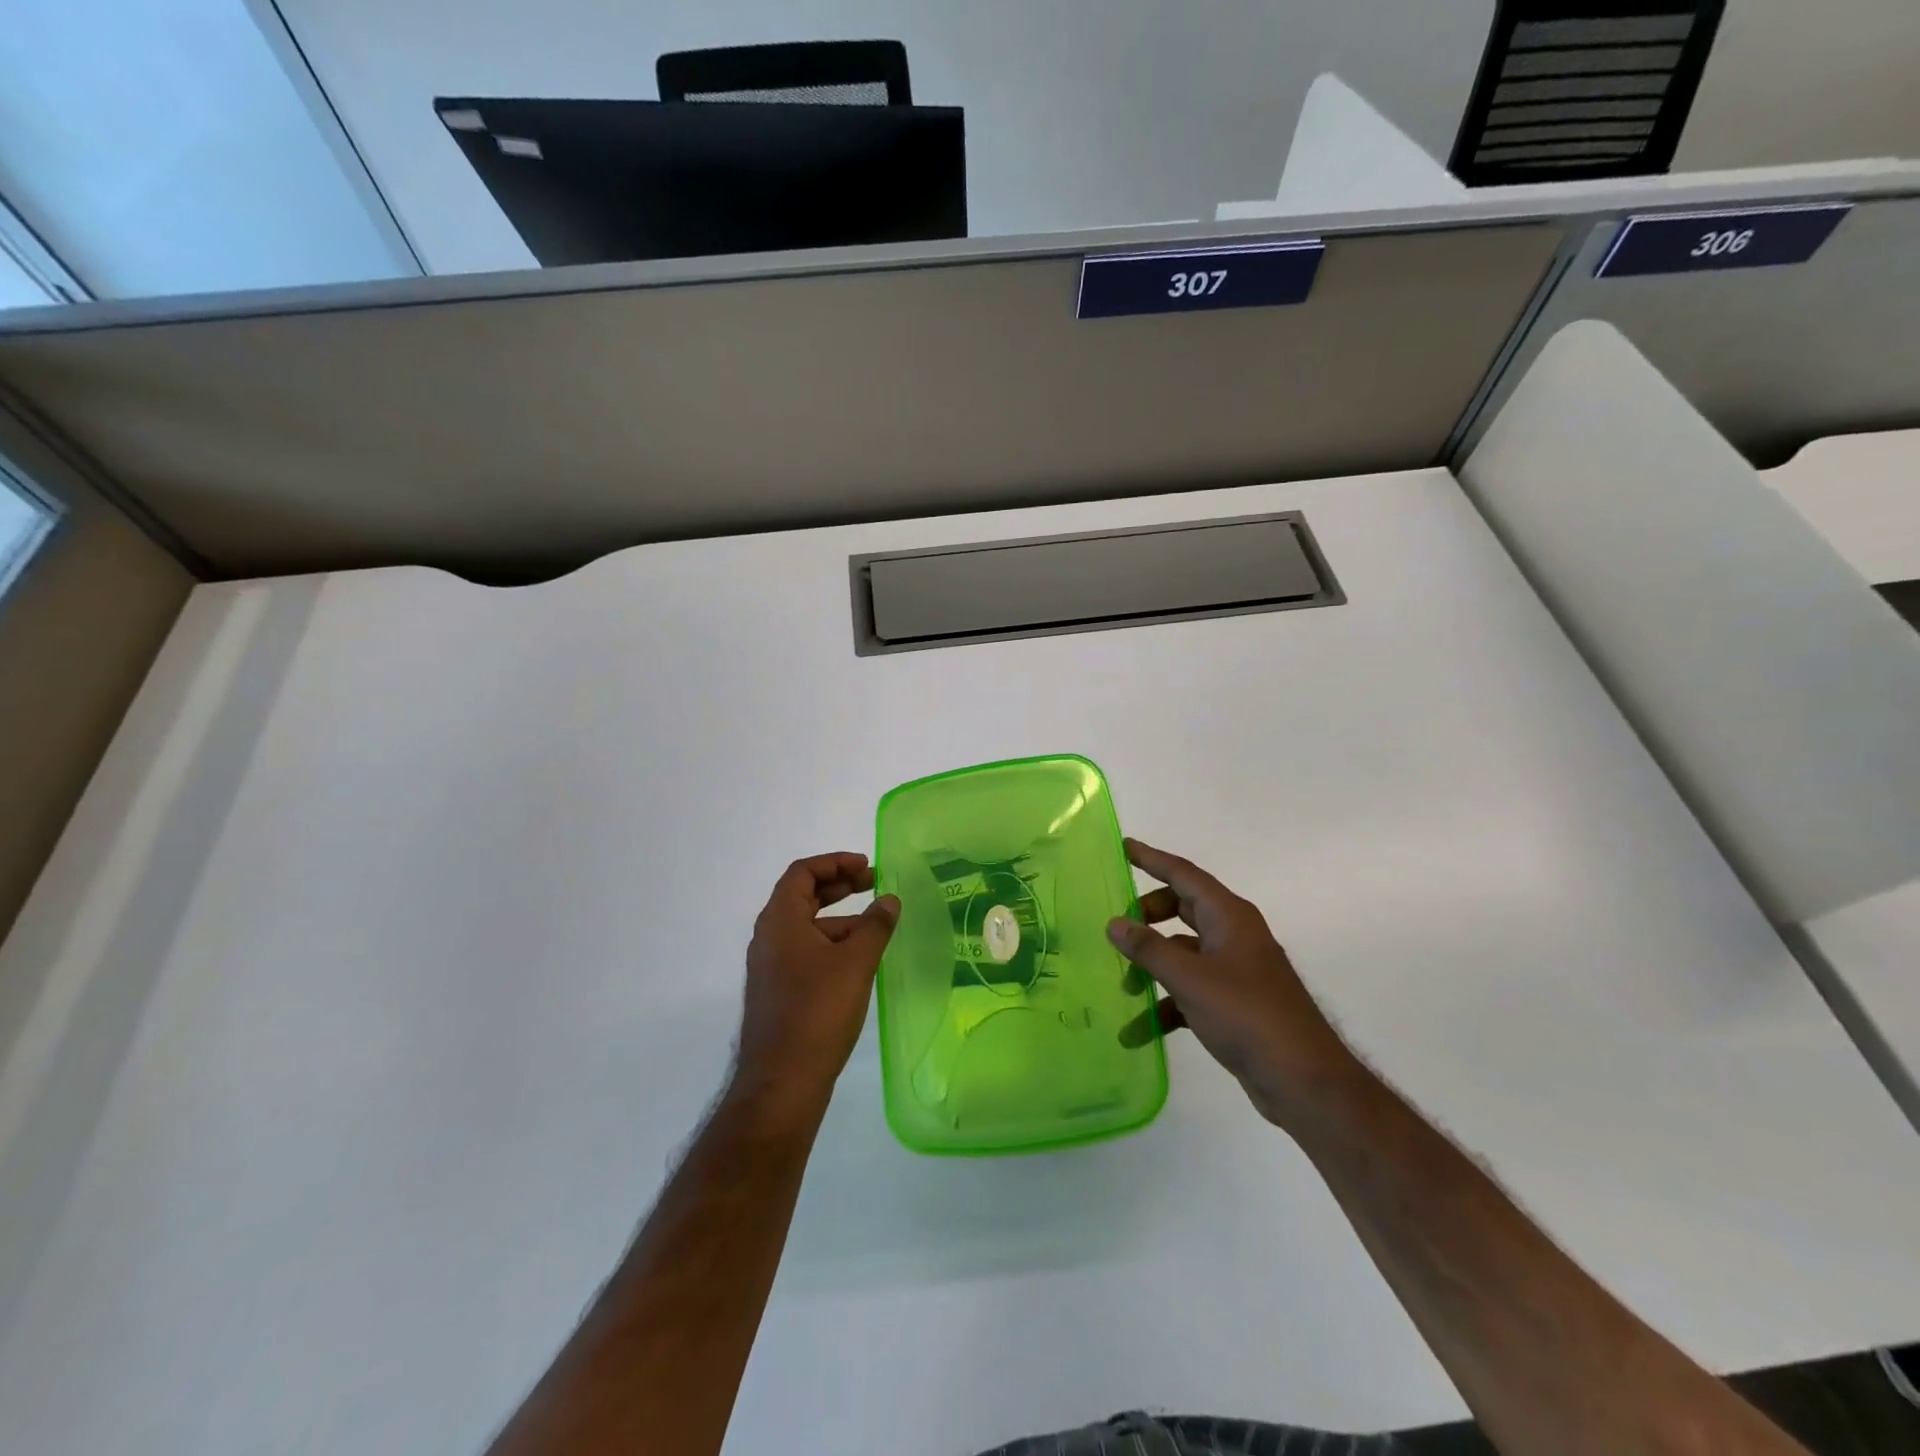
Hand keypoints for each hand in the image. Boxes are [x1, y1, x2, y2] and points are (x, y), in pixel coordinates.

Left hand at [732, 853, 899, 1112]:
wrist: (782, 1082)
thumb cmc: (818, 1011)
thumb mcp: (855, 962)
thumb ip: (875, 926)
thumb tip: (889, 899)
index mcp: (780, 920)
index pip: (802, 873)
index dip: (835, 862)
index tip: (868, 867)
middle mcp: (769, 937)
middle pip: (802, 896)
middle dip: (839, 886)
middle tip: (874, 884)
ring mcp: (770, 967)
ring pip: (806, 927)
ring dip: (839, 918)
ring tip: (877, 927)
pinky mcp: (778, 992)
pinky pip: (805, 952)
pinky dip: (832, 944)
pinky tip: (859, 962)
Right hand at [1108, 839, 1356, 1127]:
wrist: (1303, 1081)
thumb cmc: (1247, 1016)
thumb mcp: (1190, 979)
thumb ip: (1149, 949)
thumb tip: (1114, 923)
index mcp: (1229, 917)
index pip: (1184, 875)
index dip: (1153, 859)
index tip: (1124, 847)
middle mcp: (1233, 936)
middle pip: (1182, 910)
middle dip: (1148, 918)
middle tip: (1117, 928)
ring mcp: (1235, 970)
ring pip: (1183, 954)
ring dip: (1152, 968)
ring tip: (1122, 989)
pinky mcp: (1234, 1004)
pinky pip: (1191, 990)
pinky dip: (1166, 1004)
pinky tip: (1139, 1031)